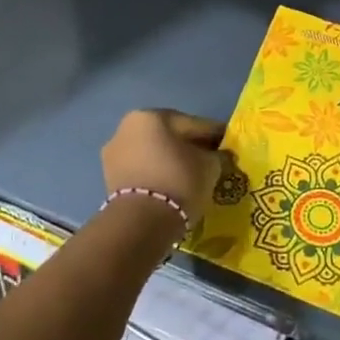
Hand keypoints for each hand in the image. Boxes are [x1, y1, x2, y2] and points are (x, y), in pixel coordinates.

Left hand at [101, 110, 232, 230]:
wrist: (140, 223)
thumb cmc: (179, 182)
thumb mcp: (209, 166)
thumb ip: (216, 155)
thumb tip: (217, 155)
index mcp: (151, 116)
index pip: (192, 124)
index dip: (214, 135)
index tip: (229, 144)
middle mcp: (127, 127)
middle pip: (170, 136)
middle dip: (190, 147)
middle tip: (211, 160)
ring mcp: (115, 154)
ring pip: (154, 154)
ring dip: (171, 161)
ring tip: (192, 176)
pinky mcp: (110, 179)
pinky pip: (143, 171)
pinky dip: (158, 175)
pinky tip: (174, 186)